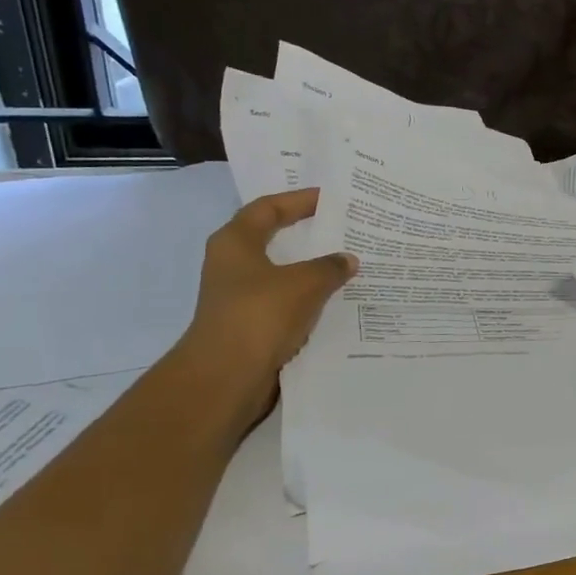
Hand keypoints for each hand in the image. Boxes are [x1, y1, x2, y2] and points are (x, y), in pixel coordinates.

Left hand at [177, 189, 356, 416]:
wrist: (227, 377)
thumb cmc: (260, 314)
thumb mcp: (304, 283)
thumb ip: (330, 266)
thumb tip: (348, 260)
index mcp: (235, 242)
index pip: (268, 207)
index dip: (299, 199)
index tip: (331, 198)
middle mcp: (233, 265)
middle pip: (274, 239)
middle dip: (308, 234)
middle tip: (343, 227)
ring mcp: (239, 297)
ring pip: (282, 274)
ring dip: (311, 269)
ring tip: (348, 263)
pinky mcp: (250, 325)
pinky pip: (285, 303)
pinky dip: (308, 299)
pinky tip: (336, 301)